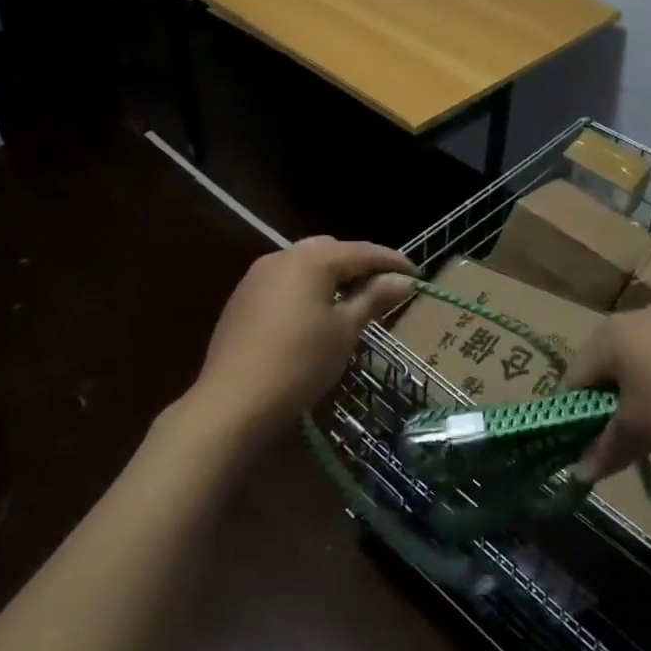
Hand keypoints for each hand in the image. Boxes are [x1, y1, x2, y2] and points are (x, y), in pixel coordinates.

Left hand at [191, 237, 417, 439]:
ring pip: (304, 264)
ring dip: (330, 275)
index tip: (418, 273)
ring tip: (351, 300)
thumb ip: (375, 298)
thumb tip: (405, 279)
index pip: (362, 252)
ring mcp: (257, 276)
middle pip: (330, 250)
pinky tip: (313, 314)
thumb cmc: (300, 363)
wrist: (233, 400)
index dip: (392, 261)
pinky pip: (284, 281)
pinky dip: (306, 288)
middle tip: (383, 286)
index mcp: (312, 259)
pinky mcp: (242, 298)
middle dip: (358, 264)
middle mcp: (282, 256)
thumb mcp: (345, 330)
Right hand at [564, 303, 650, 479]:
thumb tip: (579, 475)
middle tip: (626, 434)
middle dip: (612, 398)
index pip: (575, 376)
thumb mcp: (641, 433)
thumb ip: (606, 449)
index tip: (585, 443)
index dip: (574, 412)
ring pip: (647, 353)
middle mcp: (638, 315)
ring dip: (646, 384)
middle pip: (610, 361)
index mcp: (610, 335)